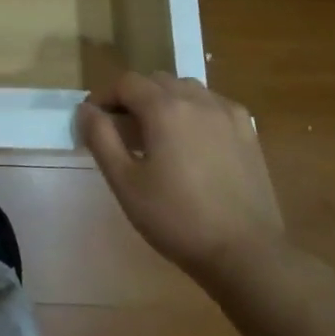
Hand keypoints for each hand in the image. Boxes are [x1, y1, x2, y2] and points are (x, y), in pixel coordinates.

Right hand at [77, 72, 288, 300]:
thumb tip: (86, 110)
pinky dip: (194, 112)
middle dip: (134, 98)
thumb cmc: (177, 219)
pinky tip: (193, 142)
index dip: (105, 97)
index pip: (126, 83)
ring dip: (165, 101)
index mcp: (165, 107)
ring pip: (186, 89)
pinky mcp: (248, 131)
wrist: (247, 254)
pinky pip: (212, 105)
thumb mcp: (125, 182)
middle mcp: (197, 99)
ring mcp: (227, 113)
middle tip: (123, 131)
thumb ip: (101, 138)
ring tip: (158, 135)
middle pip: (156, 81)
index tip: (95, 121)